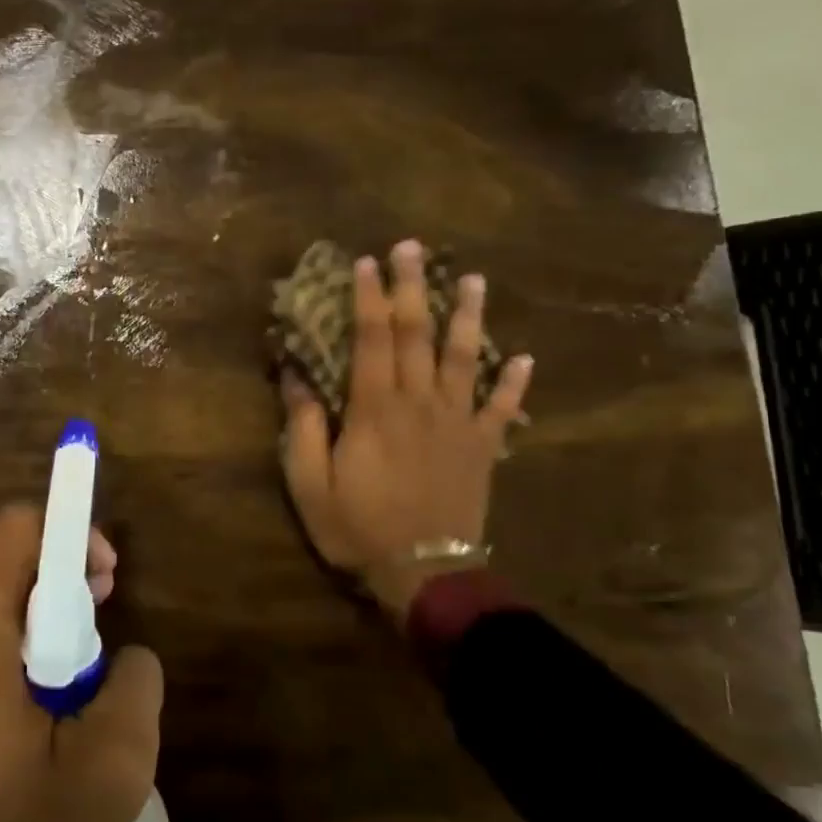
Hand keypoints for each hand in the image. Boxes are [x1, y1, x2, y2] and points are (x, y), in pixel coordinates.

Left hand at [0, 507, 161, 821]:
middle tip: (90, 604)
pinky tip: (22, 679)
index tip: (106, 579)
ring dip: (21, 583)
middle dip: (48, 551)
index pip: (17, 523)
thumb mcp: (108, 777)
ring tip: (63, 645)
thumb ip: (136, 689)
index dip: (71, 531)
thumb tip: (128, 656)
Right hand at [279, 239, 532, 621]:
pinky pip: (503, 409)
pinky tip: (526, 358)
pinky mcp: (483, 447)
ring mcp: (457, 423)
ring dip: (468, 317)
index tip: (366, 261)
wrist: (424, 574)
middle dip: (414, 287)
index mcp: (375, 408)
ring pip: (466, 358)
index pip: (371, 338)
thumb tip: (295, 375)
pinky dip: (515, 383)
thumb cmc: (358, 527)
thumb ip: (302, 425)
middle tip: (414, 247)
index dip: (368, 297)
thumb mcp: (309, 481)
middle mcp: (419, 402)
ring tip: (474, 280)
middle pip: (417, 334)